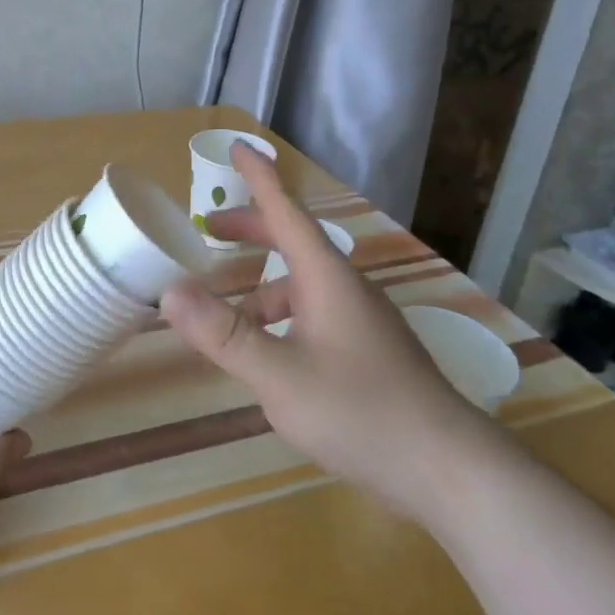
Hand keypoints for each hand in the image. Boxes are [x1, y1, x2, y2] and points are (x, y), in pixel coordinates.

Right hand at [161, 143, 498, 524]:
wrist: (446, 467)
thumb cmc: (359, 411)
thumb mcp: (278, 375)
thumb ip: (223, 334)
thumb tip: (169, 292)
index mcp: (326, 277)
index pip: (286, 210)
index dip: (259, 177)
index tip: (238, 146)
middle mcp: (345, 288)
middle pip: (292, 241)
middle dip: (250, 230)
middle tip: (208, 230)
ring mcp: (361, 319)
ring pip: (302, 285)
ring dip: (261, 288)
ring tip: (227, 319)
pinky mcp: (367, 350)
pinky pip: (313, 314)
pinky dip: (280, 319)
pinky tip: (268, 358)